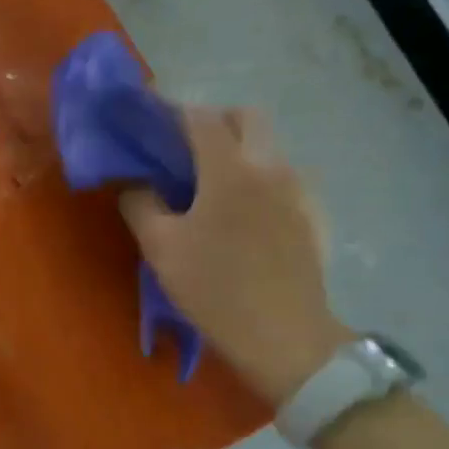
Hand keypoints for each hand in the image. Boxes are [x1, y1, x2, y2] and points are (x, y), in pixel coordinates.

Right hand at [120, 107, 349, 403]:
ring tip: (214, 184)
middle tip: (186, 149)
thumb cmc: (215, 288)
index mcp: (230, 170)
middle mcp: (271, 167)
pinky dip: (260, 178)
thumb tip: (135, 184)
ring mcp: (299, 190)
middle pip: (247, 117)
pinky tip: (245, 215)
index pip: (200, 117)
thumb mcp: (161, 249)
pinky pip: (285, 177)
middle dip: (215, 121)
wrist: (284, 336)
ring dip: (241, 149)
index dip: (172, 112)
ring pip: (270, 146)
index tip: (150, 120)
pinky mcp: (314, 215)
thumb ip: (141, 205)